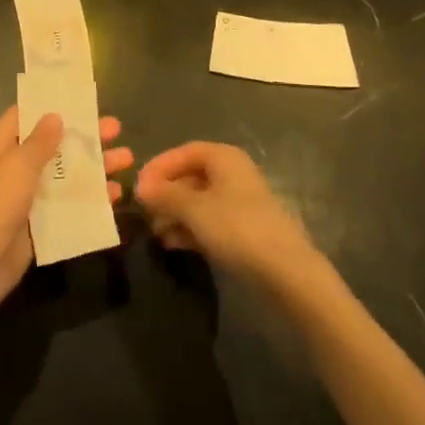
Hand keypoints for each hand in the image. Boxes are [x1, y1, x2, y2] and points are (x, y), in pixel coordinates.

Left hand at [0, 107, 130, 319]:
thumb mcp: (17, 166)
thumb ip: (39, 142)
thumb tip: (55, 115)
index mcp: (1, 147)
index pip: (25, 116)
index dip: (51, 106)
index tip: (80, 99)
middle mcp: (14, 168)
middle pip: (53, 146)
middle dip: (84, 138)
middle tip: (117, 129)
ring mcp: (27, 198)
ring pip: (65, 177)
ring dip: (94, 169)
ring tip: (127, 160)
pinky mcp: (39, 226)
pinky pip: (68, 207)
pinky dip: (90, 201)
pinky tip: (115, 197)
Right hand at [135, 143, 317, 287]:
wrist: (286, 272)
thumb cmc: (237, 228)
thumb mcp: (194, 209)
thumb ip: (165, 195)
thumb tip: (140, 187)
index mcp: (224, 158)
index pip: (183, 152)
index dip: (159, 167)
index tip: (138, 187)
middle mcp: (232, 174)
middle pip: (189, 176)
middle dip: (165, 194)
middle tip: (144, 213)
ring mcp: (238, 203)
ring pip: (197, 201)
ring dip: (174, 214)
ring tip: (156, 233)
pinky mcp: (242, 229)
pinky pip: (208, 221)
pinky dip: (189, 229)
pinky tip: (173, 244)